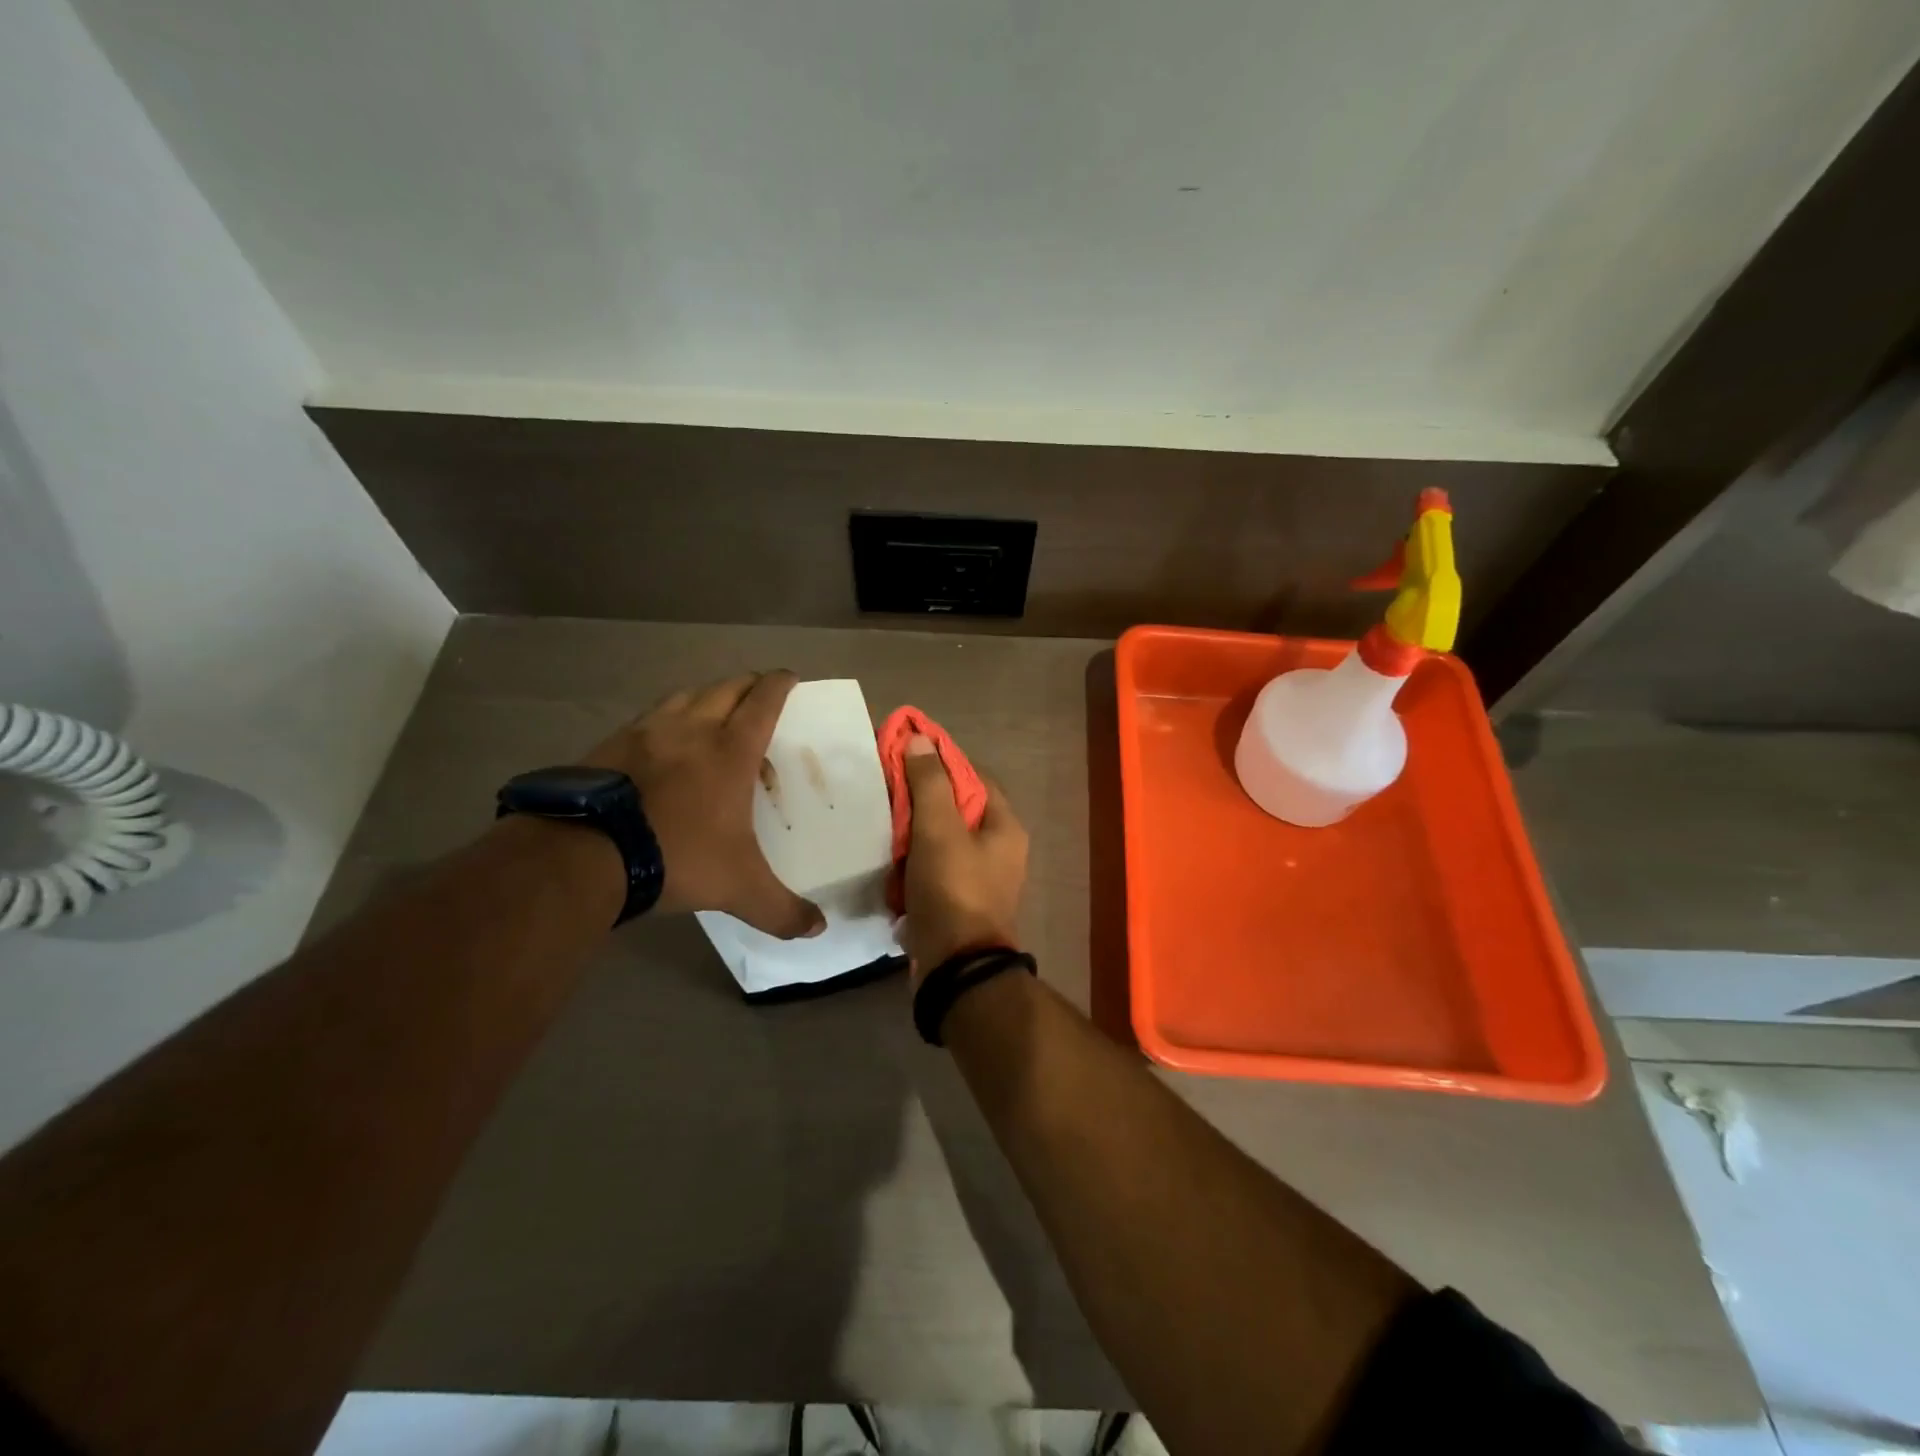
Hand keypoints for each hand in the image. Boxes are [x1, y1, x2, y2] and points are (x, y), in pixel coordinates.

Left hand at [583, 671, 824, 938]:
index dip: (780, 685)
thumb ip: (782, 909)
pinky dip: (665, 718)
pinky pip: (648, 717)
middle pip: (725, 688)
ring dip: (705, 695)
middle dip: (747, 684)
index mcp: (730, 751)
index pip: (763, 702)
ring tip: (711, 711)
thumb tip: (819, 930)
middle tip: (759, 691)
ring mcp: (646, 732)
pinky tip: (660, 741)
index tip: (790, 676)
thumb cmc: (678, 857)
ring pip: (684, 695)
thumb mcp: (738, 889)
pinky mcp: (610, 744)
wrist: (586, 854)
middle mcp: (691, 729)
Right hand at [900, 735, 1027, 983]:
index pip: (974, 777)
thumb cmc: (952, 889)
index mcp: (1004, 827)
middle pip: (957, 809)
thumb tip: (921, 739)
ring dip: (913, 832)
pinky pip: (933, 869)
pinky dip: (912, 863)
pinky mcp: (958, 902)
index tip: (907, 754)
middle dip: (922, 799)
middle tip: (887, 789)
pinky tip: (888, 860)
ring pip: (942, 840)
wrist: (956, 968)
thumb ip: (930, 783)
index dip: (942, 761)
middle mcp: (999, 850)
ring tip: (881, 821)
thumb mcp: (939, 829)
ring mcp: (979, 879)